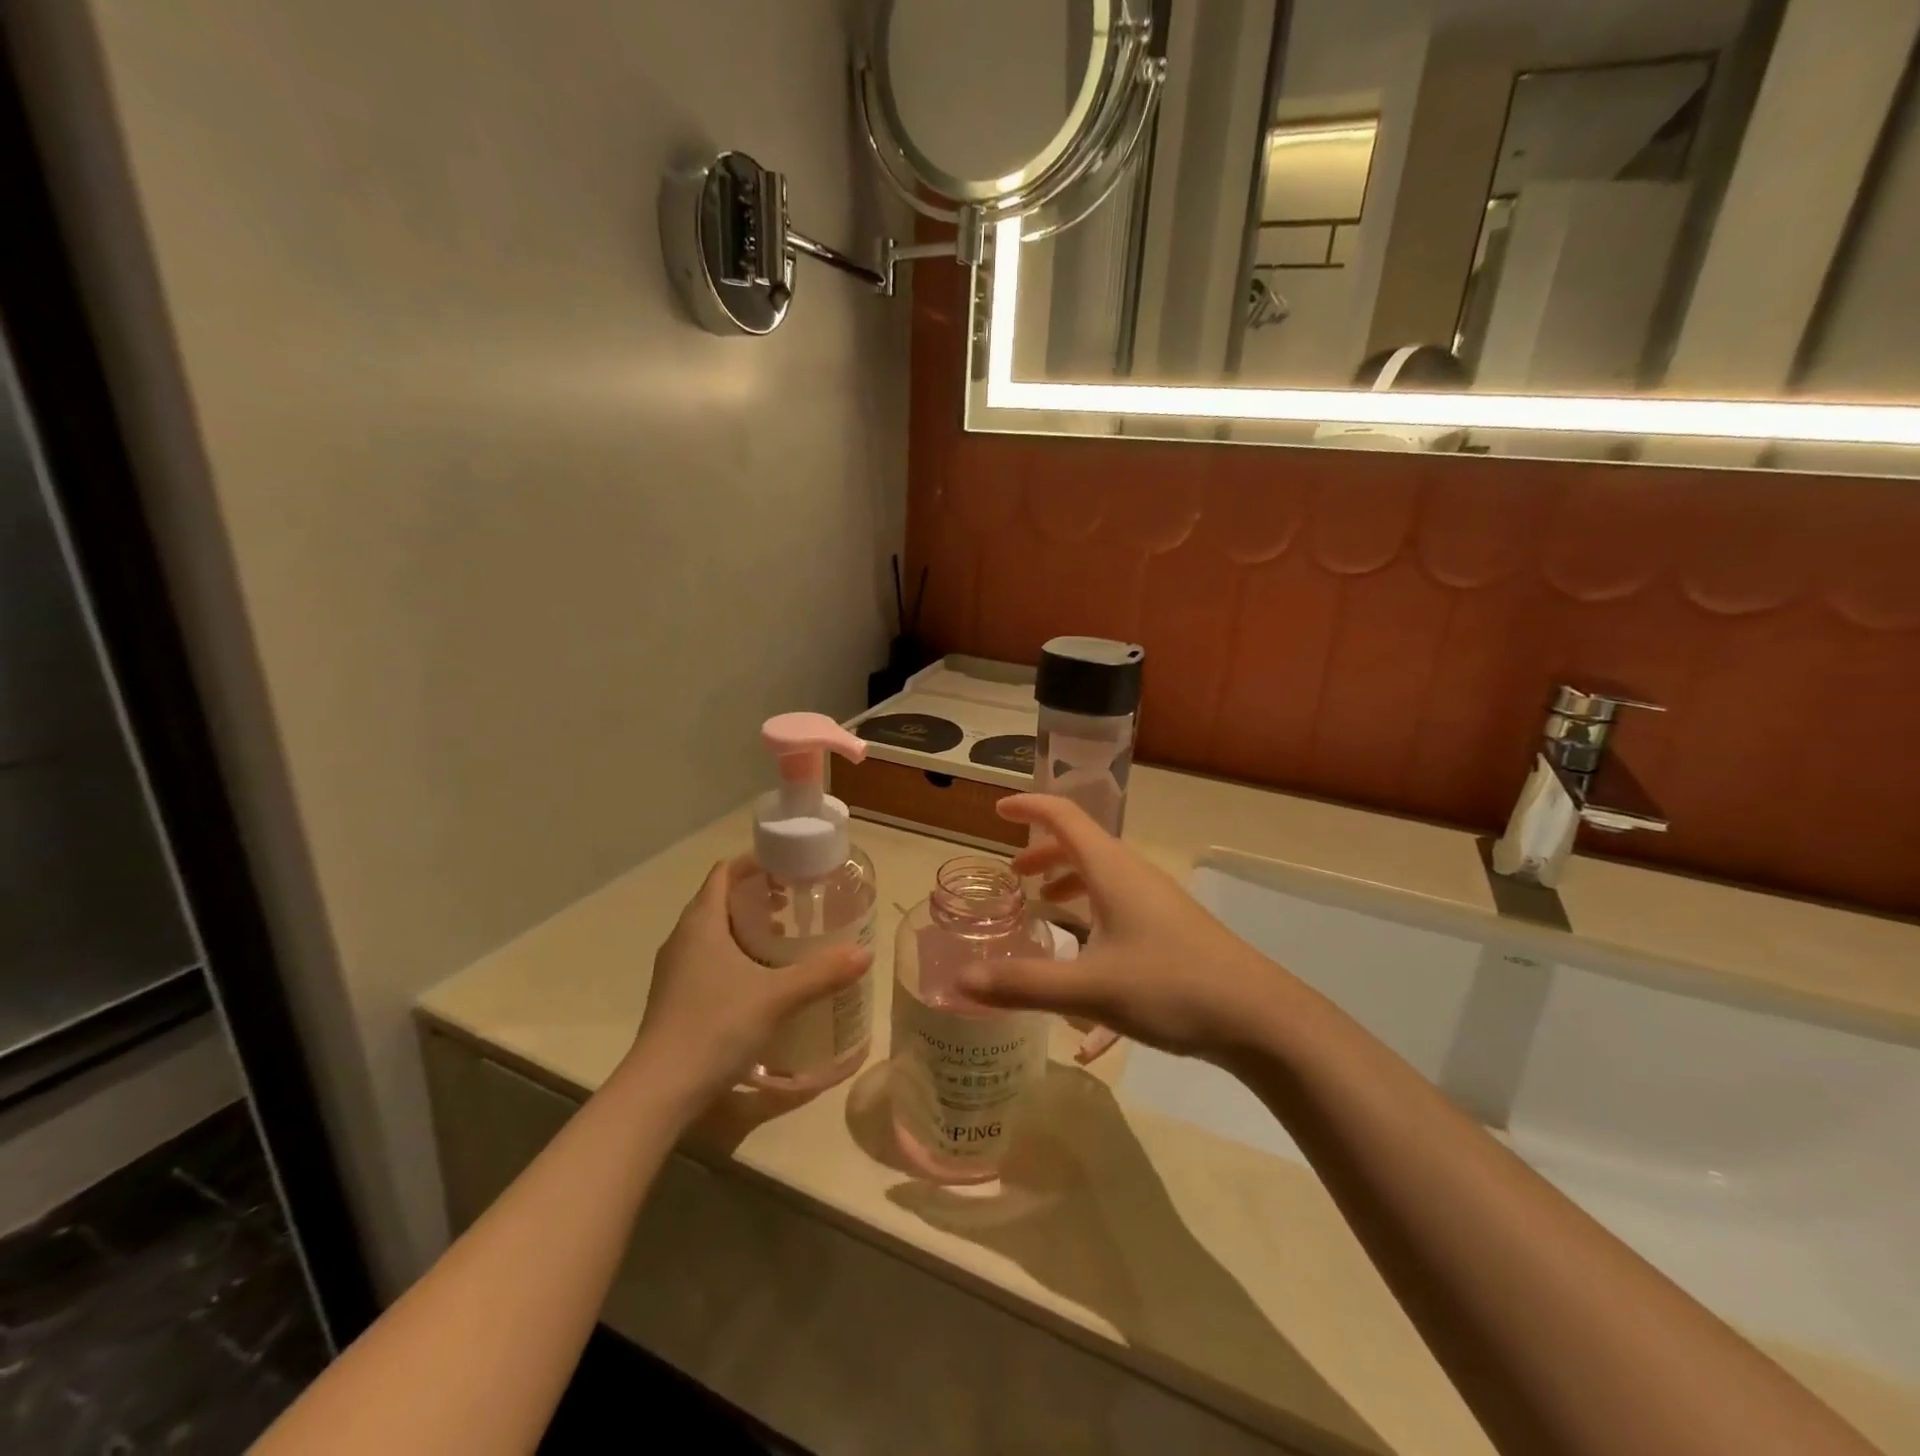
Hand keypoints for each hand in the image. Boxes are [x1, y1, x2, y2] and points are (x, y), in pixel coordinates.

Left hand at [622, 859, 870, 1111]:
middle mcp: (683, 938)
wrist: (659, 1090)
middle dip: (756, 895)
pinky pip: (708, 958)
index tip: (788, 867)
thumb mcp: (777, 997)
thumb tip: (865, 954)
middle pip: (719, 899)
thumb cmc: (715, 1027)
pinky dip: (735, 954)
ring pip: (713, 931)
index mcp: (701, 923)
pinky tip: (761, 979)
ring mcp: (675, 969)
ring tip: (782, 939)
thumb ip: (822, 973)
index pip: (724, 872)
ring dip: (746, 926)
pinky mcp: (675, 996)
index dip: (754, 863)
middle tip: (793, 904)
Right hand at [959, 795, 1293, 1063]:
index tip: (997, 811)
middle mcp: (1134, 875)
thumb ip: (1022, 983)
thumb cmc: (1171, 988)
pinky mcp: (1171, 929)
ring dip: (1068, 882)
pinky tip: (1085, 961)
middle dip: (1043, 853)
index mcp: (1113, 870)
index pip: (1064, 817)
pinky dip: (1091, 913)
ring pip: (1102, 876)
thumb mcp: (1089, 989)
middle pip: (1082, 845)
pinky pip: (1119, 905)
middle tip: (1013, 876)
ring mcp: (1157, 902)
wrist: (1260, 1018)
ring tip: (1043, 909)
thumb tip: (960, 980)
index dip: (1029, 807)